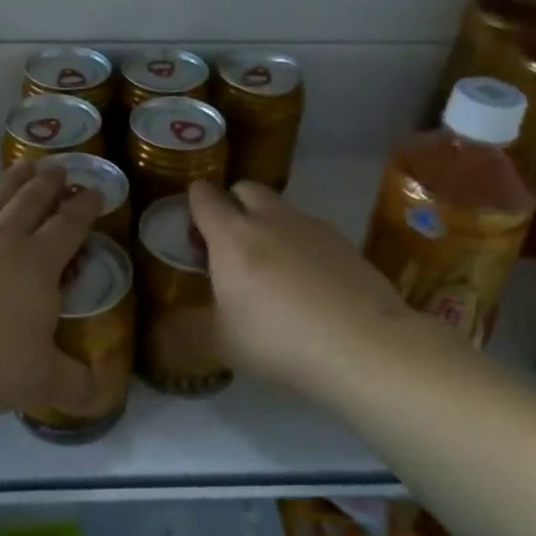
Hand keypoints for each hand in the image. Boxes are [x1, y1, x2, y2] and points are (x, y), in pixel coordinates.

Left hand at [0, 160, 105, 415]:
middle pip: (29, 203)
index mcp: (37, 264)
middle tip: (59, 166)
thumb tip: (105, 395)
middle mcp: (1, 244)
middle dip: (48, 184)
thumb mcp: (39, 381)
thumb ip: (76, 386)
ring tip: (22, 166)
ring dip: (10, 183)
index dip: (85, 208)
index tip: (95, 190)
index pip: (68, 226)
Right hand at [187, 179, 414, 394]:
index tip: (192, 221)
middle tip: (231, 243)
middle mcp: (271, 220)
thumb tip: (172, 323)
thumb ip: (193, 325)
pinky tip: (309, 284)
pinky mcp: (345, 243)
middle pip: (246, 189)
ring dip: (270, 225)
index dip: (194, 202)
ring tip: (273, 268)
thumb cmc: (278, 342)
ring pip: (282, 210)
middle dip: (234, 204)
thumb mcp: (222, 343)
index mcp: (232, 237)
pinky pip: (312, 233)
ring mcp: (312, 227)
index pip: (204, 197)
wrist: (364, 346)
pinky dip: (302, 247)